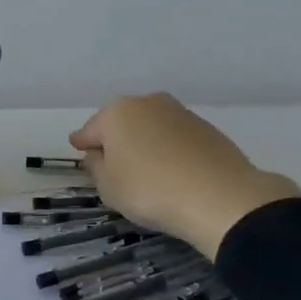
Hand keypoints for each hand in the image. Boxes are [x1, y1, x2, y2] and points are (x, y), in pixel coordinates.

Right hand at [69, 93, 300, 257]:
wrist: (220, 197)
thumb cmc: (149, 189)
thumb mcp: (107, 186)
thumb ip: (95, 166)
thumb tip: (98, 153)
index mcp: (116, 112)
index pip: (89, 131)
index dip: (83, 145)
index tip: (80, 153)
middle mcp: (147, 103)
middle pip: (122, 123)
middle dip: (116, 140)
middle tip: (113, 166)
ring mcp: (180, 112)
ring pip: (151, 128)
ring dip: (145, 144)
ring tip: (146, 171)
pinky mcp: (207, 128)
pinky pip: (175, 139)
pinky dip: (169, 151)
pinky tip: (172, 172)